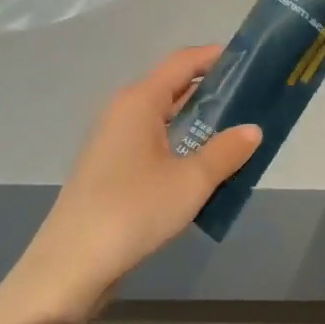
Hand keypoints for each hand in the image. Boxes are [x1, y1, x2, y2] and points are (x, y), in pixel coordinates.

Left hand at [0, 47, 261, 323]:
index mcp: (140, 101)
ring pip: (165, 118)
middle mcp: (124, 112)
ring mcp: (114, 141)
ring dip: (199, 121)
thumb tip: (253, 129)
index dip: (217, 56)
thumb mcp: (191, 181)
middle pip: (174, 87)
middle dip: (213, 91)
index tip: (251, 62)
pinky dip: (182, 144)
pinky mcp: (111, 169)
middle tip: (254, 100)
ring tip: (237, 133)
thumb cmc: (133, 211)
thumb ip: (227, 151)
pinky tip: (204, 166)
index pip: (183, 61)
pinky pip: (155, 142)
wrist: (70, 266)